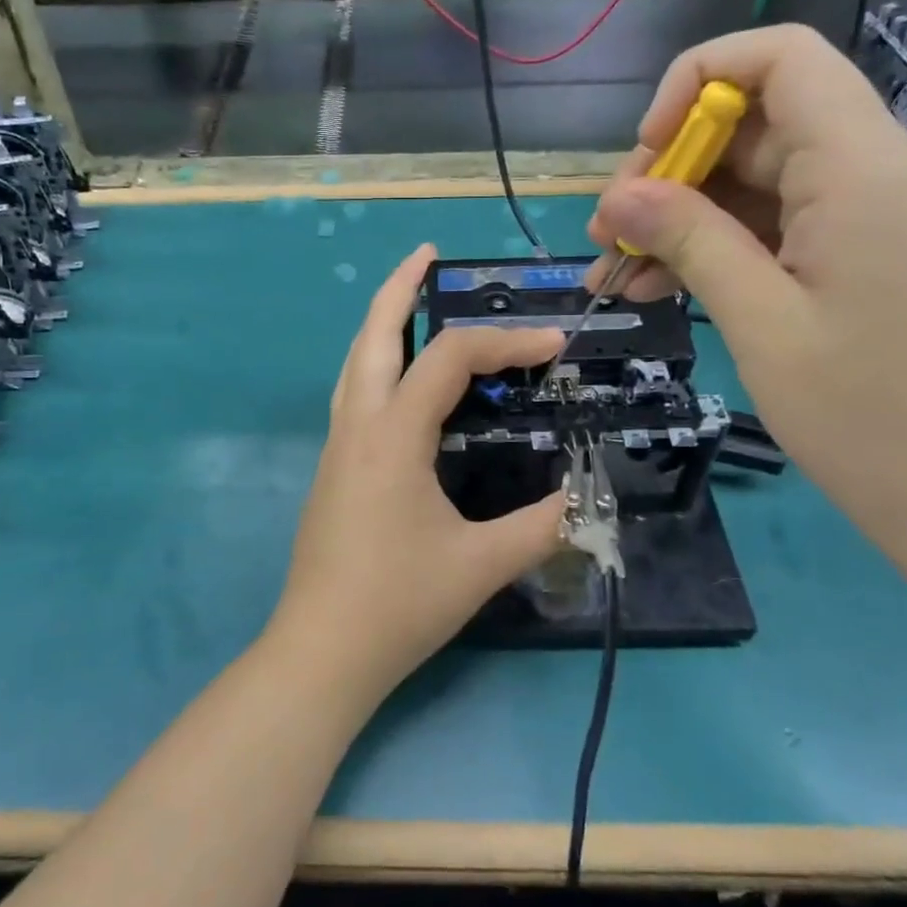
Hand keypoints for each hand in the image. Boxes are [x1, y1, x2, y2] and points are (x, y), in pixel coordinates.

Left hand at [269, 244, 566, 701]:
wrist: (321, 652)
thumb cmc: (400, 604)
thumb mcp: (482, 564)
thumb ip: (542, 524)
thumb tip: (585, 497)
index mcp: (392, 437)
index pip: (451, 360)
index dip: (507, 342)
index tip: (554, 346)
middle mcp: (357, 427)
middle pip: (373, 335)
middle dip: (399, 288)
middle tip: (428, 254)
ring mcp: (336, 448)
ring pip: (355, 363)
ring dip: (382, 323)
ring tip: (410, 299)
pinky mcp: (332, 471)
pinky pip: (354, 395)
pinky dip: (377, 365)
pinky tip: (400, 382)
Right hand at [586, 24, 906, 570]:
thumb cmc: (864, 416)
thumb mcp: (759, 322)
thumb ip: (689, 240)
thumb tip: (617, 196)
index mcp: (867, 169)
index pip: (781, 59)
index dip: (696, 83)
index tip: (643, 154)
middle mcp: (892, 168)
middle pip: (764, 128)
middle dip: (674, 174)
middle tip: (608, 240)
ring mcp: (894, 212)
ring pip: (771, 184)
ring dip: (692, 221)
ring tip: (624, 277)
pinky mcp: (890, 252)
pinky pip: (798, 224)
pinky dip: (733, 248)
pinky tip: (675, 289)